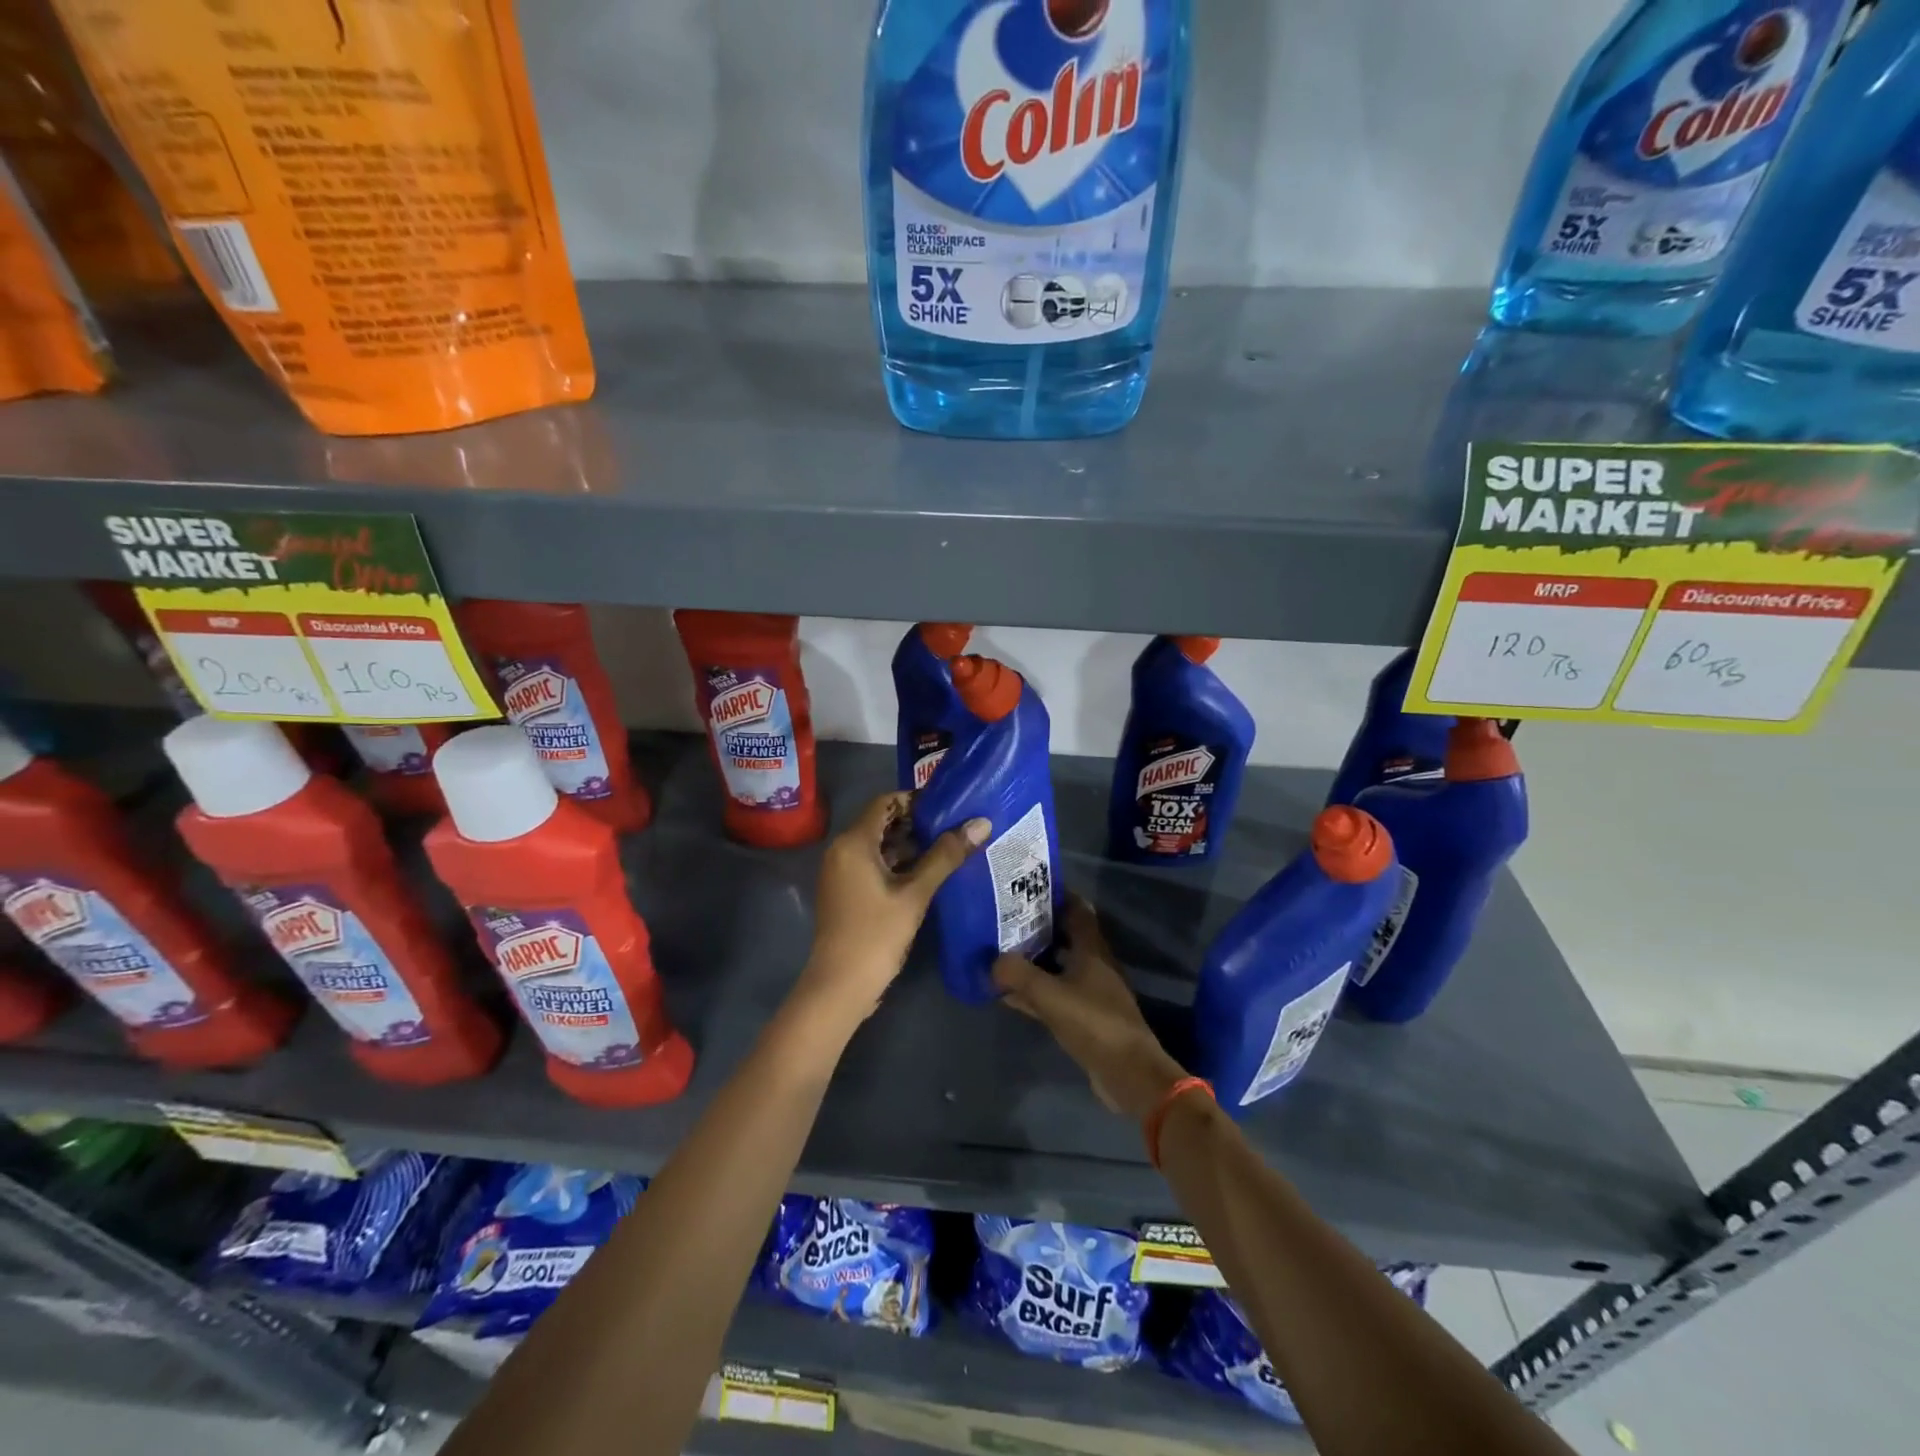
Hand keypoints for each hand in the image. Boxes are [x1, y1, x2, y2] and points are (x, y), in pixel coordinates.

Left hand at [797, 792, 987, 1028]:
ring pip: (877, 845)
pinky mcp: (844, 891)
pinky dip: (896, 863)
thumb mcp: (916, 893)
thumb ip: (946, 856)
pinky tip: (925, 874)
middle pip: (880, 822)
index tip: (947, 807)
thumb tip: (981, 823)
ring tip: (947, 849)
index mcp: (854, 842)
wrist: (840, 985)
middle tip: (953, 828)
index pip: (885, 802)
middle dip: (915, 823)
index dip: (915, 800)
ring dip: (908, 845)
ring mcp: (840, 872)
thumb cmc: (876, 934)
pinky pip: (871, 864)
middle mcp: (841, 850)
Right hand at [992, 897, 1189, 1121]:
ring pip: (1058, 965)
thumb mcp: (1050, 995)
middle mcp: (1093, 964)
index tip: (1026, 886)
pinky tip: (1010, 994)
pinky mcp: (1084, 1016)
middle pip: (1065, 935)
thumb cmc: (1093, 1022)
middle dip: (1037, 926)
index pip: (1076, 909)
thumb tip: (992, 961)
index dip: (1055, 894)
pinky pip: (1054, 993)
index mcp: (1092, 949)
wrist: (1128, 1072)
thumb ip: (1019, 974)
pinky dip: (1035, 990)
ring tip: (1001, 951)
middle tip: (1005, 918)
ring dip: (1034, 959)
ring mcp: (1090, 991)